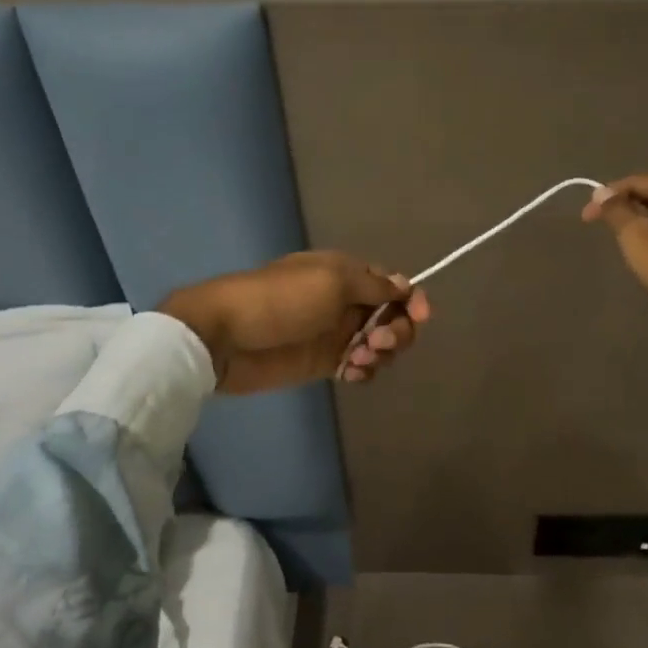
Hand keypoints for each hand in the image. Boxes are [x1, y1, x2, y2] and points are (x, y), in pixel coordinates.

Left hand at [159, 252, 431, 393]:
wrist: (225, 337)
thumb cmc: (281, 301)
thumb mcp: (332, 281)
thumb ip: (374, 286)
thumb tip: (405, 284)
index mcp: (348, 274)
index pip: (394, 285)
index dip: (412, 300)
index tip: (422, 316)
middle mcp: (347, 301)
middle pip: (392, 317)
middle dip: (397, 331)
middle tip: (377, 342)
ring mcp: (335, 333)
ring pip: (379, 344)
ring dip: (381, 353)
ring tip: (358, 360)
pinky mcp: (323, 362)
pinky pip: (359, 366)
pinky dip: (364, 370)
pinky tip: (350, 373)